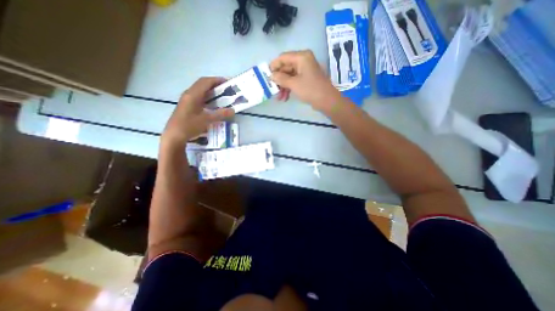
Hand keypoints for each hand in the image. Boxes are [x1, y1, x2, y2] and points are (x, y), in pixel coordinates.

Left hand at [163, 77, 235, 146]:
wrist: (174, 135)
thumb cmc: (189, 126)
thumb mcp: (207, 120)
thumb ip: (220, 114)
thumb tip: (233, 110)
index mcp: (193, 95)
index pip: (205, 82)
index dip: (217, 80)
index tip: (228, 82)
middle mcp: (189, 94)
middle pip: (202, 84)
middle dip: (215, 85)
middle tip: (226, 89)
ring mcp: (187, 99)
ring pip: (200, 90)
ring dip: (211, 91)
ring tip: (222, 95)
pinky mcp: (187, 105)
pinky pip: (198, 97)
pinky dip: (207, 97)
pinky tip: (213, 104)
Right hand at [270, 49, 342, 109]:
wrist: (326, 100)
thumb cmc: (310, 89)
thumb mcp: (293, 84)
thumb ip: (281, 78)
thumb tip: (271, 75)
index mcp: (301, 57)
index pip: (283, 57)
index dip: (274, 66)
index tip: (267, 75)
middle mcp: (303, 61)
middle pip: (286, 67)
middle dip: (279, 80)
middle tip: (272, 89)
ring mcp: (305, 70)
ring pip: (290, 76)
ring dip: (283, 86)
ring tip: (279, 97)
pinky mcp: (307, 79)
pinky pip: (295, 81)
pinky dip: (289, 88)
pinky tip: (285, 97)